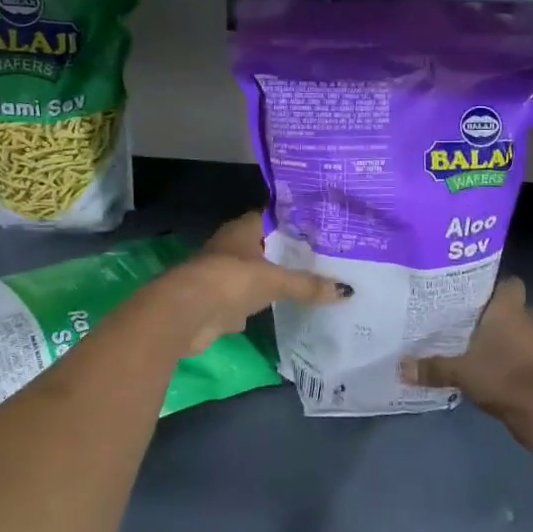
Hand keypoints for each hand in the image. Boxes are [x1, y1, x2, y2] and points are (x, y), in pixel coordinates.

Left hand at [159, 212, 348, 356]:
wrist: (185, 314)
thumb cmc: (230, 280)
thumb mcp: (275, 281)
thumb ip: (308, 285)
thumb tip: (347, 290)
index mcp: (243, 229)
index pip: (274, 218)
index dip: (296, 222)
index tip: (323, 228)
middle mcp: (232, 247)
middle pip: (267, 247)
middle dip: (291, 254)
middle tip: (326, 258)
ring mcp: (224, 275)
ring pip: (257, 275)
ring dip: (276, 280)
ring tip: (312, 283)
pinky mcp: (219, 302)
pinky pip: (249, 301)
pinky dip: (264, 306)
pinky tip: (286, 309)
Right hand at [400, 277, 532, 441]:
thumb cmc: (500, 374)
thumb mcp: (460, 371)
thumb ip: (432, 367)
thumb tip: (401, 367)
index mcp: (508, 309)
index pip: (510, 282)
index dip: (496, 284)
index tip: (475, 290)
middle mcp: (526, 319)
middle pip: (515, 305)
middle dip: (498, 310)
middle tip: (471, 315)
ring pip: (521, 328)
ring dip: (507, 333)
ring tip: (479, 339)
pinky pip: (526, 350)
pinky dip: (513, 354)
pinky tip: (492, 362)